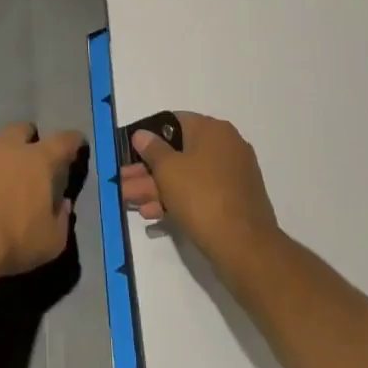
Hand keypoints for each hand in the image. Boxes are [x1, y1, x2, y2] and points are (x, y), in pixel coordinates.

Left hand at [0, 123, 82, 278]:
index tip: (76, 142)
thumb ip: (62, 219)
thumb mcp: (51, 241)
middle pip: (22, 129)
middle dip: (29, 139)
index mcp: (38, 161)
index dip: (73, 140)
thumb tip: (63, 204)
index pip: (63, 141)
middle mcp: (7, 147)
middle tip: (29, 158)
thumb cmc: (13, 242)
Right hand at [120, 111, 278, 268]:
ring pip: (186, 175)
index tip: (130, 152)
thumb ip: (151, 149)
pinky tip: (153, 214)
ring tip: (130, 202)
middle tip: (124, 182)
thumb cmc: (201, 196)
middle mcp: (226, 146)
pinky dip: (177, 200)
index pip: (174, 122)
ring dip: (156, 187)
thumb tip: (142, 134)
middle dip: (147, 169)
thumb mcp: (168, 169)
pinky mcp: (233, 201)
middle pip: (178, 152)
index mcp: (213, 130)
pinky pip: (199, 193)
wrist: (244, 246)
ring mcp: (232, 175)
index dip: (148, 135)